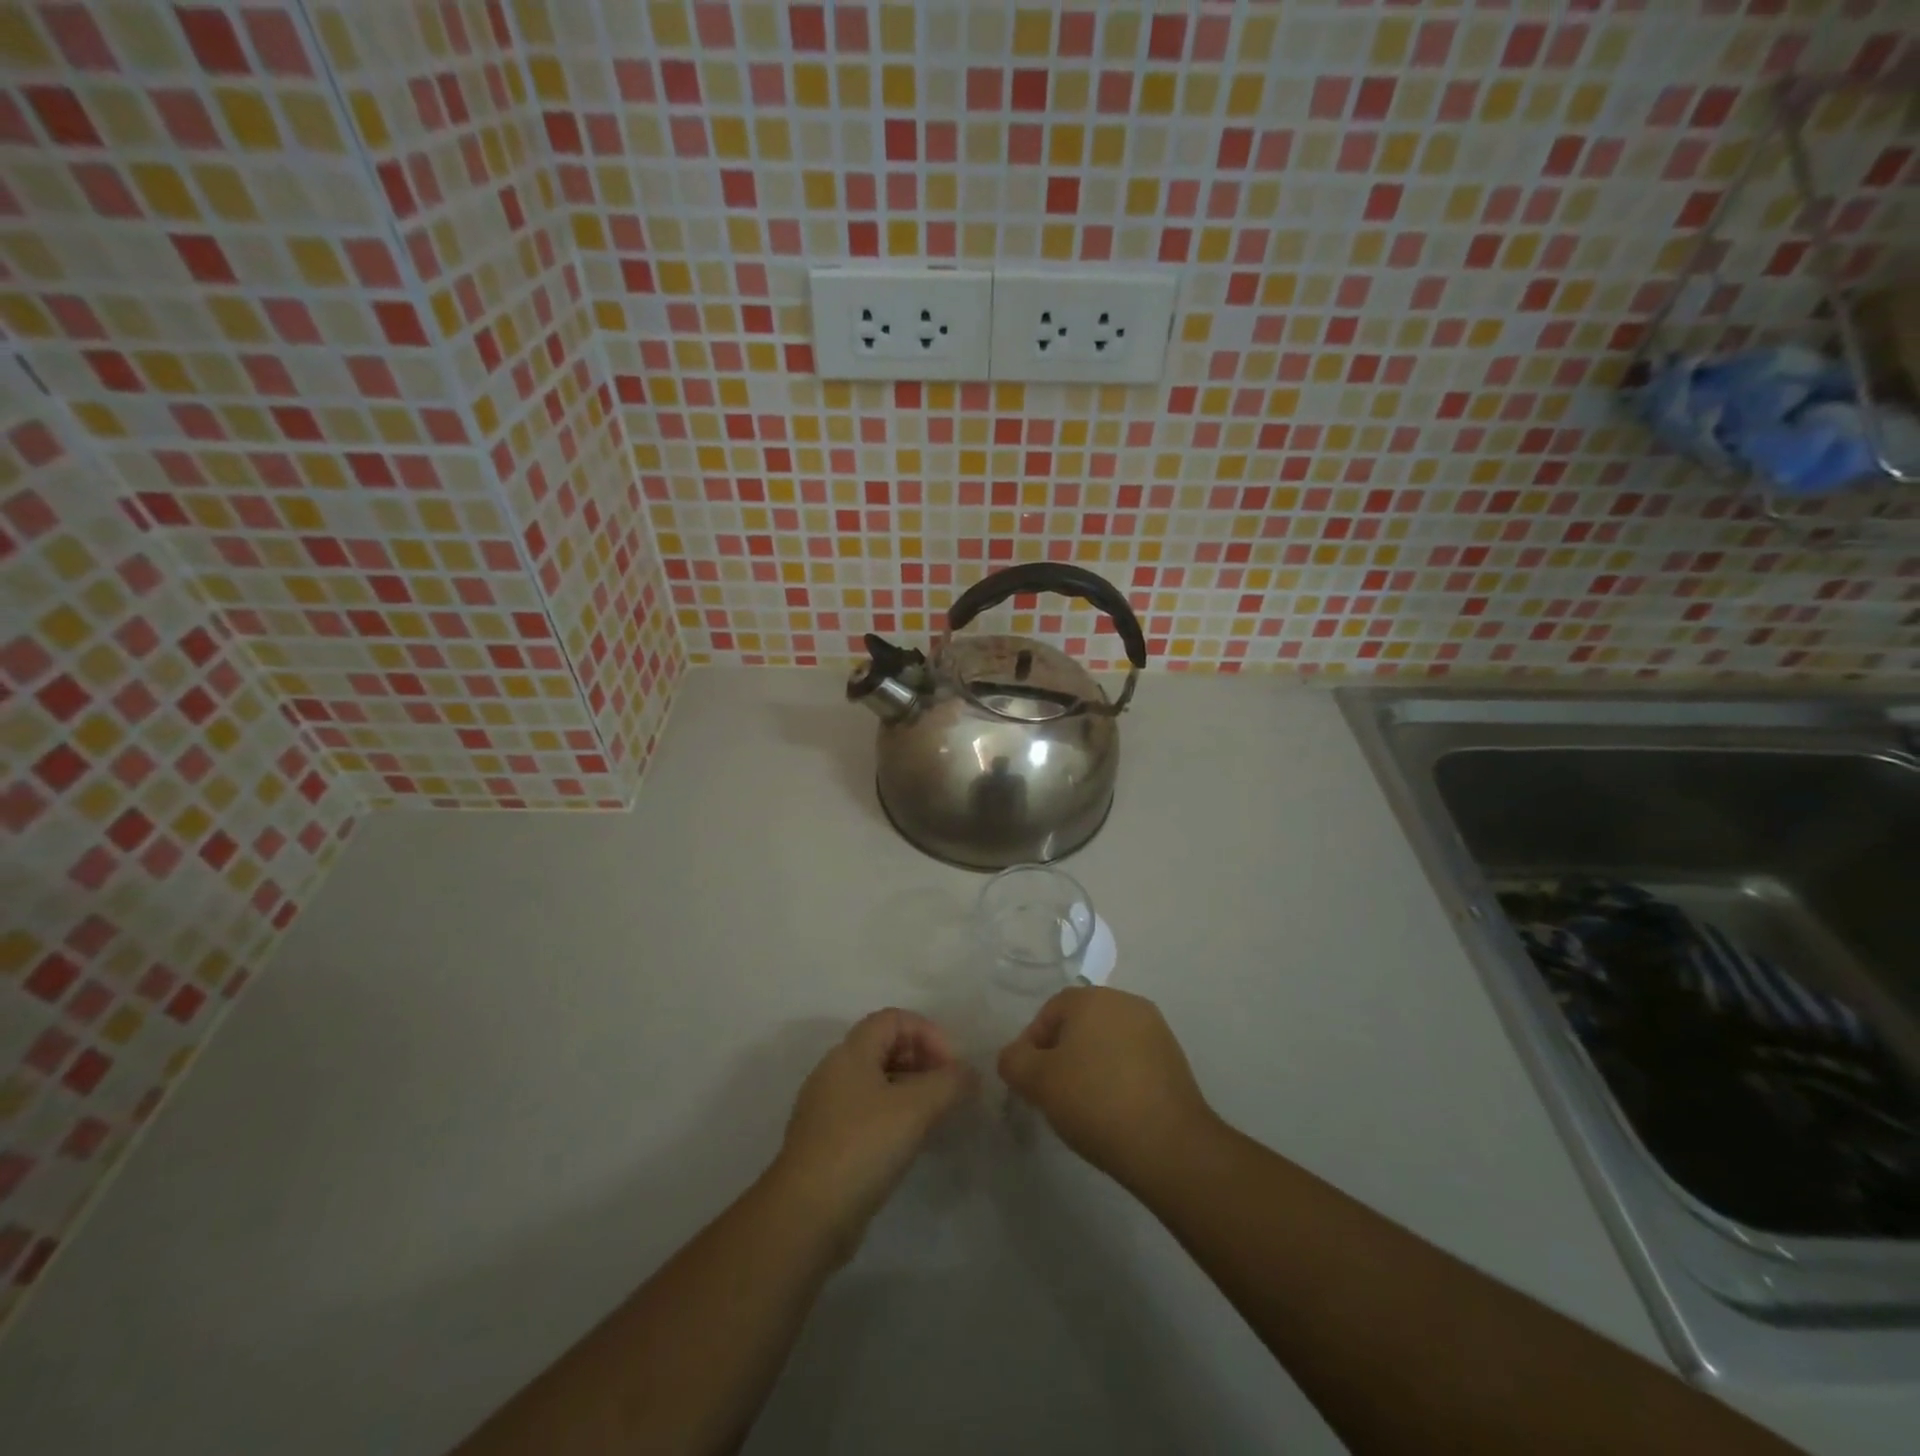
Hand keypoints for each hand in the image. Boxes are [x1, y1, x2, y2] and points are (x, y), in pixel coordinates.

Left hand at [770, 1009, 976, 1257]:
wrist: (806, 1217)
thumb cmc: (862, 1147)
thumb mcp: (915, 1109)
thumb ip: (949, 1083)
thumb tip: (969, 1073)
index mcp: (851, 1053)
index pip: (894, 1018)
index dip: (928, 1033)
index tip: (953, 1066)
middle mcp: (835, 1071)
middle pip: (885, 1047)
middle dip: (923, 1060)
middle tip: (950, 1090)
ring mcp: (828, 1108)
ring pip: (877, 1082)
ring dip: (911, 1090)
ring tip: (938, 1116)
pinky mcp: (828, 1142)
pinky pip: (868, 1112)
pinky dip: (895, 1116)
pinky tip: (912, 1143)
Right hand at [997, 986, 1217, 1191]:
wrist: (1169, 1145)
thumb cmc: (1095, 1102)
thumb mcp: (1038, 1082)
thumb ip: (1014, 1061)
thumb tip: (1015, 1057)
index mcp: (1093, 998)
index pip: (1049, 1011)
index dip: (1031, 1044)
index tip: (1028, 1081)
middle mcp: (1126, 1002)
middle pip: (1079, 1023)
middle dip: (1060, 1053)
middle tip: (1051, 1092)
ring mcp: (1155, 1029)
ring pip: (1106, 1041)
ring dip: (1089, 1065)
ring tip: (1082, 1105)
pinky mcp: (1174, 1059)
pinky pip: (1131, 1059)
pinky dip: (1116, 1077)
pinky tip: (1112, 1110)